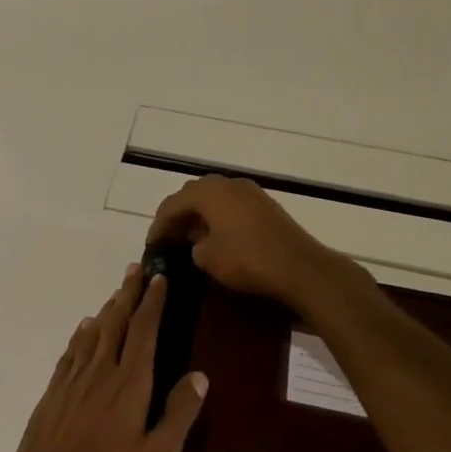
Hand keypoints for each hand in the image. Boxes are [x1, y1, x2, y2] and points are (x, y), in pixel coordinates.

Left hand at [8, 264, 208, 451]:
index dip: (153, 302)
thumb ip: (179, 414)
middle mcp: (102, 371)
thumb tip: (199, 376)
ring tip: (117, 293)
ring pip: (93, 333)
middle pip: (117, 322)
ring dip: (107, 309)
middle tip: (136, 270)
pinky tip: (85, 328)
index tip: (159, 278)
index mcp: (131, 383)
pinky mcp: (53, 392)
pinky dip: (81, 334)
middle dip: (128, 294)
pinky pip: (71, 352)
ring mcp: (74, 379)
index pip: (144, 331)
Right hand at [147, 175, 359, 311]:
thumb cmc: (246, 260)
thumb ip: (193, 246)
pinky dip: (219, 217)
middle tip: (169, 237)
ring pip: (215, 198)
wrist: (299, 267)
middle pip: (193, 195)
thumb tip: (197, 243)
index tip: (152, 245)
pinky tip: (217, 237)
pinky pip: (232, 206)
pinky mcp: (266, 206)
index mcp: (209, 192)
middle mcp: (228, 184)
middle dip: (179, 215)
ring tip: (191, 237)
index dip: (159, 224)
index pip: (172, 204)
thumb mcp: (207, 258)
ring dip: (200, 215)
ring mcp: (250, 192)